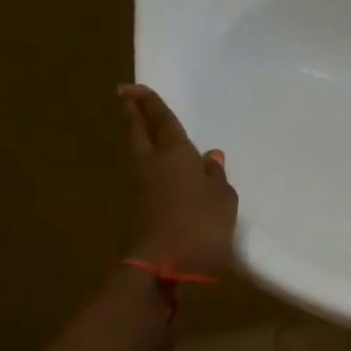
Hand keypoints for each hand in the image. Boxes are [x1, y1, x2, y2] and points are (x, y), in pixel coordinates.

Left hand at [118, 84, 238, 279]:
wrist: (161, 264)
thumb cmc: (200, 225)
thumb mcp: (223, 200)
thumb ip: (216, 176)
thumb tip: (210, 157)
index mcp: (174, 154)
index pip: (161, 121)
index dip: (150, 103)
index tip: (135, 87)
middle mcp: (151, 163)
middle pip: (138, 131)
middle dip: (134, 112)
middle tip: (127, 96)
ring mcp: (140, 185)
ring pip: (136, 150)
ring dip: (138, 135)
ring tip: (143, 126)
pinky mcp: (138, 205)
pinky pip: (142, 172)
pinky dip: (147, 160)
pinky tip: (158, 165)